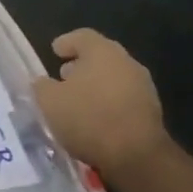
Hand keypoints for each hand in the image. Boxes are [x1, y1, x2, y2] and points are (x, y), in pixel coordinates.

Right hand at [32, 28, 166, 176]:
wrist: (136, 155)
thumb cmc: (88, 118)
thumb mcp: (50, 102)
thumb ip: (42, 86)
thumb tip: (42, 82)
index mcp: (102, 52)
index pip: (82, 36)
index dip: (66, 42)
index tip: (54, 51)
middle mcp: (126, 62)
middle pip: (100, 56)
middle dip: (80, 65)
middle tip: (63, 76)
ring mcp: (142, 86)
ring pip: (113, 77)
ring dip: (94, 85)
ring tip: (76, 101)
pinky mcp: (150, 110)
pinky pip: (122, 98)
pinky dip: (107, 102)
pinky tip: (94, 118)